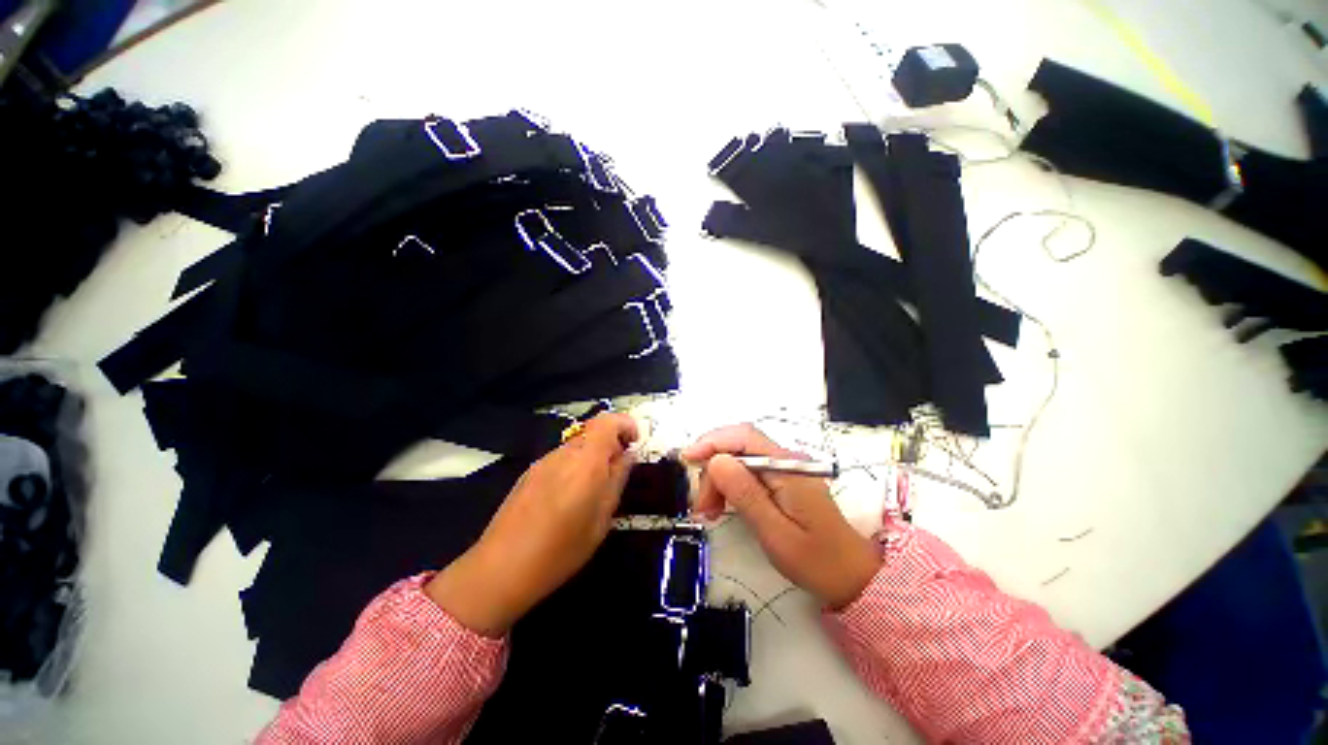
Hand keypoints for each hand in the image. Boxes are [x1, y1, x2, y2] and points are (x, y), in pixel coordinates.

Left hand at [426, 413, 637, 636]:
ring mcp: (543, 462)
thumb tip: (628, 455)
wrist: (501, 569)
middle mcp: (564, 453)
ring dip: (592, 457)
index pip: (607, 421)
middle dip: (610, 445)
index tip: (635, 443)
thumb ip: (617, 479)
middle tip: (617, 473)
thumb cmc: (561, 549)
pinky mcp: (529, 473)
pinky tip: (568, 498)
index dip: (625, 424)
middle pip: (592, 433)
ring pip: (577, 447)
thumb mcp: (602, 518)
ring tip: (592, 491)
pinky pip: (560, 459)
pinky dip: (574, 467)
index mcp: (586, 461)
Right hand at [682, 424, 880, 609]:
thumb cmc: (816, 560)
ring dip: (718, 480)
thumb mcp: (775, 532)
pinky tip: (722, 506)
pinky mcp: (781, 481)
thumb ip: (745, 494)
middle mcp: (785, 460)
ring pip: (739, 460)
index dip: (712, 442)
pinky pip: (747, 473)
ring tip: (709, 511)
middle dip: (713, 470)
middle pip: (738, 448)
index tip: (687, 460)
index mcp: (787, 467)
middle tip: (701, 506)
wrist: (852, 577)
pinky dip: (729, 486)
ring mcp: (783, 469)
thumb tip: (716, 461)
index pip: (744, 437)